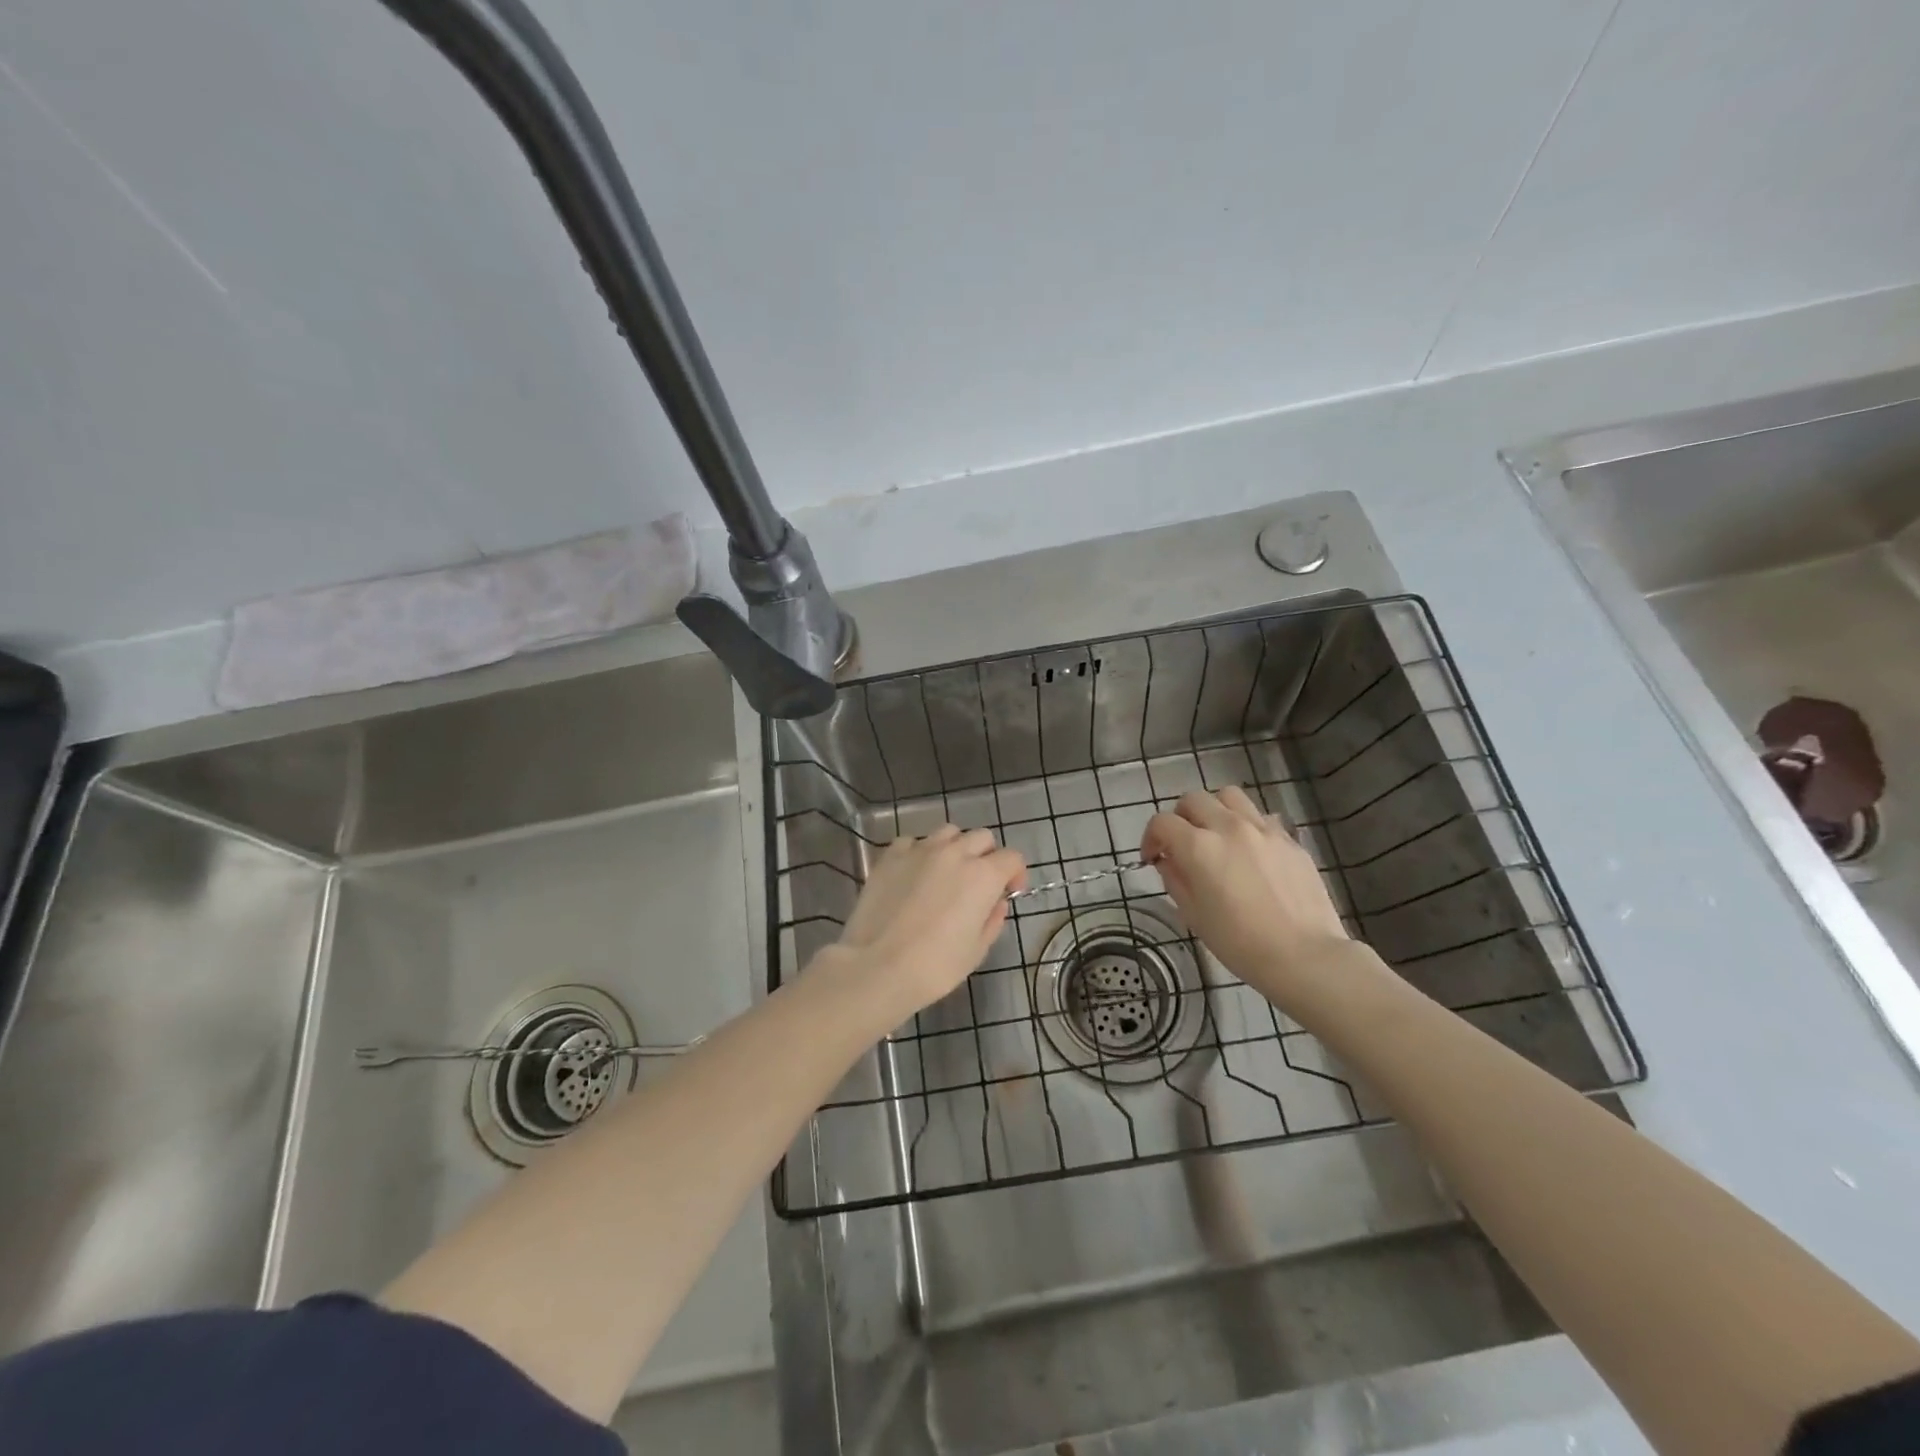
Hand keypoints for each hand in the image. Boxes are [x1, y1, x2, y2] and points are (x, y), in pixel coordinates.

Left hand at [829, 826, 1026, 1024]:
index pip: (1012, 858)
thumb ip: (992, 921)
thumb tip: (997, 903)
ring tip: (946, 872)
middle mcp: (954, 853)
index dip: (1015, 873)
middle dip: (987, 856)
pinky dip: (920, 852)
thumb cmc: (935, 966)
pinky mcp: (890, 856)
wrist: (877, 967)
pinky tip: (914, 874)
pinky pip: (913, 842)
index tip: (1010, 892)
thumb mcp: (976, 951)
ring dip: (955, 847)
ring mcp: (920, 850)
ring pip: (948, 832)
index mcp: (983, 876)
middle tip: (979, 883)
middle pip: (981, 837)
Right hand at [1141, 787, 1351, 1004]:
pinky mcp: (1289, 839)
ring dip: (1215, 810)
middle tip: (1182, 844)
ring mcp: (1263, 829)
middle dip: (1180, 818)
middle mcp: (1228, 827)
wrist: (1304, 956)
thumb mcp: (1194, 915)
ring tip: (1217, 835)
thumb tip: (1168, 861)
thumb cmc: (1240, 943)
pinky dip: (1247, 825)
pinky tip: (1251, 851)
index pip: (1162, 823)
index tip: (1153, 858)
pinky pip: (1261, 817)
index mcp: (1199, 847)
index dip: (1150, 838)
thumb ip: (1175, 880)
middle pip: (1193, 799)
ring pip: (1229, 796)